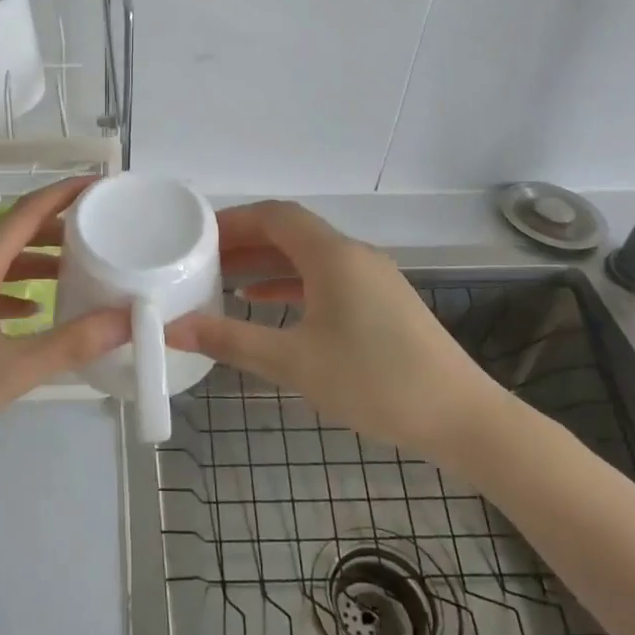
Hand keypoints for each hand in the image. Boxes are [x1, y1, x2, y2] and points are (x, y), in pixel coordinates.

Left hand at [0, 177, 128, 477]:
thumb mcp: (12, 370)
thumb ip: (72, 343)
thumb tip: (127, 319)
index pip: (25, 213)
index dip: (63, 194)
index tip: (98, 185)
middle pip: (12, 233)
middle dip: (56, 228)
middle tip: (98, 231)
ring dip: (36, 260)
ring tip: (76, 270)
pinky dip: (14, 289)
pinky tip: (34, 311)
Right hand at [170, 200, 510, 468]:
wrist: (462, 418)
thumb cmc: (375, 382)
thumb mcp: (294, 363)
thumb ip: (231, 341)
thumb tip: (173, 329)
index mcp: (332, 255)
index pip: (274, 216)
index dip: (232, 221)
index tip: (196, 237)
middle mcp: (353, 254)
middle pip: (290, 232)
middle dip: (244, 242)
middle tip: (202, 261)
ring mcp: (372, 276)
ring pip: (307, 256)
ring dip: (266, 264)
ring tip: (223, 282)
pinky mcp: (382, 301)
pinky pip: (326, 277)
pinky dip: (291, 283)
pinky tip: (266, 304)